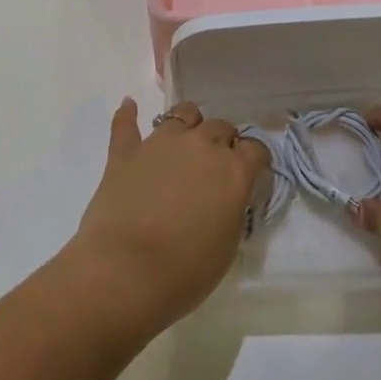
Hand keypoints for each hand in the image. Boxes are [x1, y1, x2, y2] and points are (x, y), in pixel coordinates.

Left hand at [65, 99, 267, 334]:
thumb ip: (232, 209)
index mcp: (233, 170)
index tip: (250, 172)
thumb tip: (226, 197)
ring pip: (182, 113)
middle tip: (215, 166)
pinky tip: (129, 106)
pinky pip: (126, 124)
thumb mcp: (228, 245)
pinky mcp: (125, 152)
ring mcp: (160, 143)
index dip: (254, 159)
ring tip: (184, 141)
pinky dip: (128, 115)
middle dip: (223, 142)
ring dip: (188, 124)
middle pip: (221, 126)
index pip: (255, 148)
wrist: (125, 273)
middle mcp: (201, 145)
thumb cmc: (185, 271)